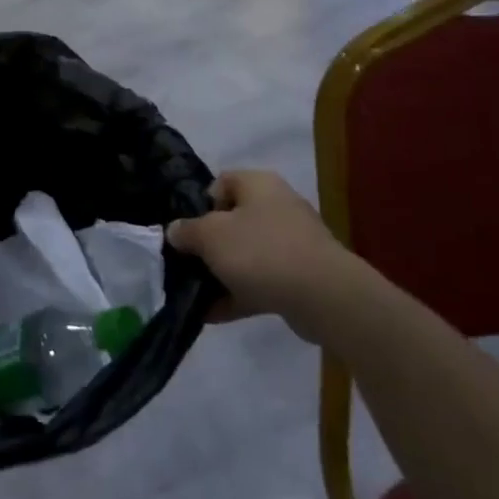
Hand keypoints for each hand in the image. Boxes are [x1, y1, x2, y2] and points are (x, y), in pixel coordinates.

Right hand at [166, 170, 374, 344]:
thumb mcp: (210, 236)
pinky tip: (212, 315)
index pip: (221, 183)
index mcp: (258, 185)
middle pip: (232, 221)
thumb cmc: (260, 251)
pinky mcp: (299, 277)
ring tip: (194, 295)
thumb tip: (175, 230)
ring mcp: (291, 243)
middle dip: (207, 244)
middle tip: (187, 264)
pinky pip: (260, 282)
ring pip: (245, 254)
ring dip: (220, 273)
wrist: (324, 297)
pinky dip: (237, 295)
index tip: (188, 230)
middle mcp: (277, 207)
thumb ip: (187, 231)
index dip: (200, 204)